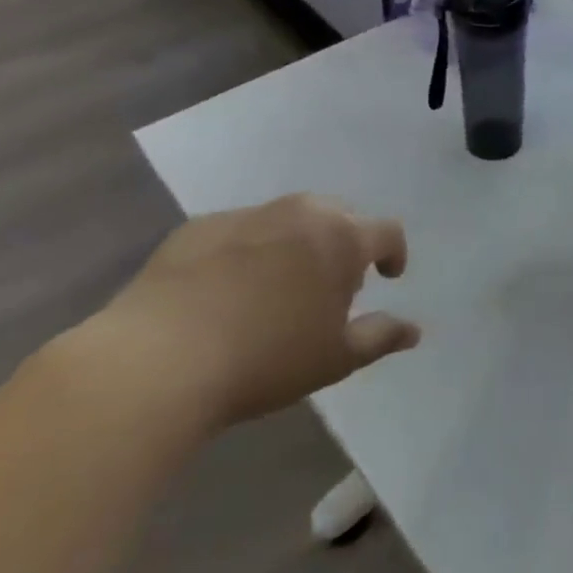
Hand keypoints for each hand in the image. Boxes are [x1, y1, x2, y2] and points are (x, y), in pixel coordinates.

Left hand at [87, 194, 418, 430]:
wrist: (158, 360)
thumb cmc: (266, 359)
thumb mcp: (334, 359)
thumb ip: (380, 337)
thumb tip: (414, 330)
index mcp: (343, 238)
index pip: (387, 231)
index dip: (394, 253)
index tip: (387, 278)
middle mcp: (302, 212)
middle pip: (339, 217)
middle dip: (344, 245)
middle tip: (330, 286)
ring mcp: (248, 214)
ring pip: (288, 219)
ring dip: (296, 244)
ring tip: (278, 286)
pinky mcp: (199, 227)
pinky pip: (239, 231)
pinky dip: (247, 250)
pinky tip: (225, 291)